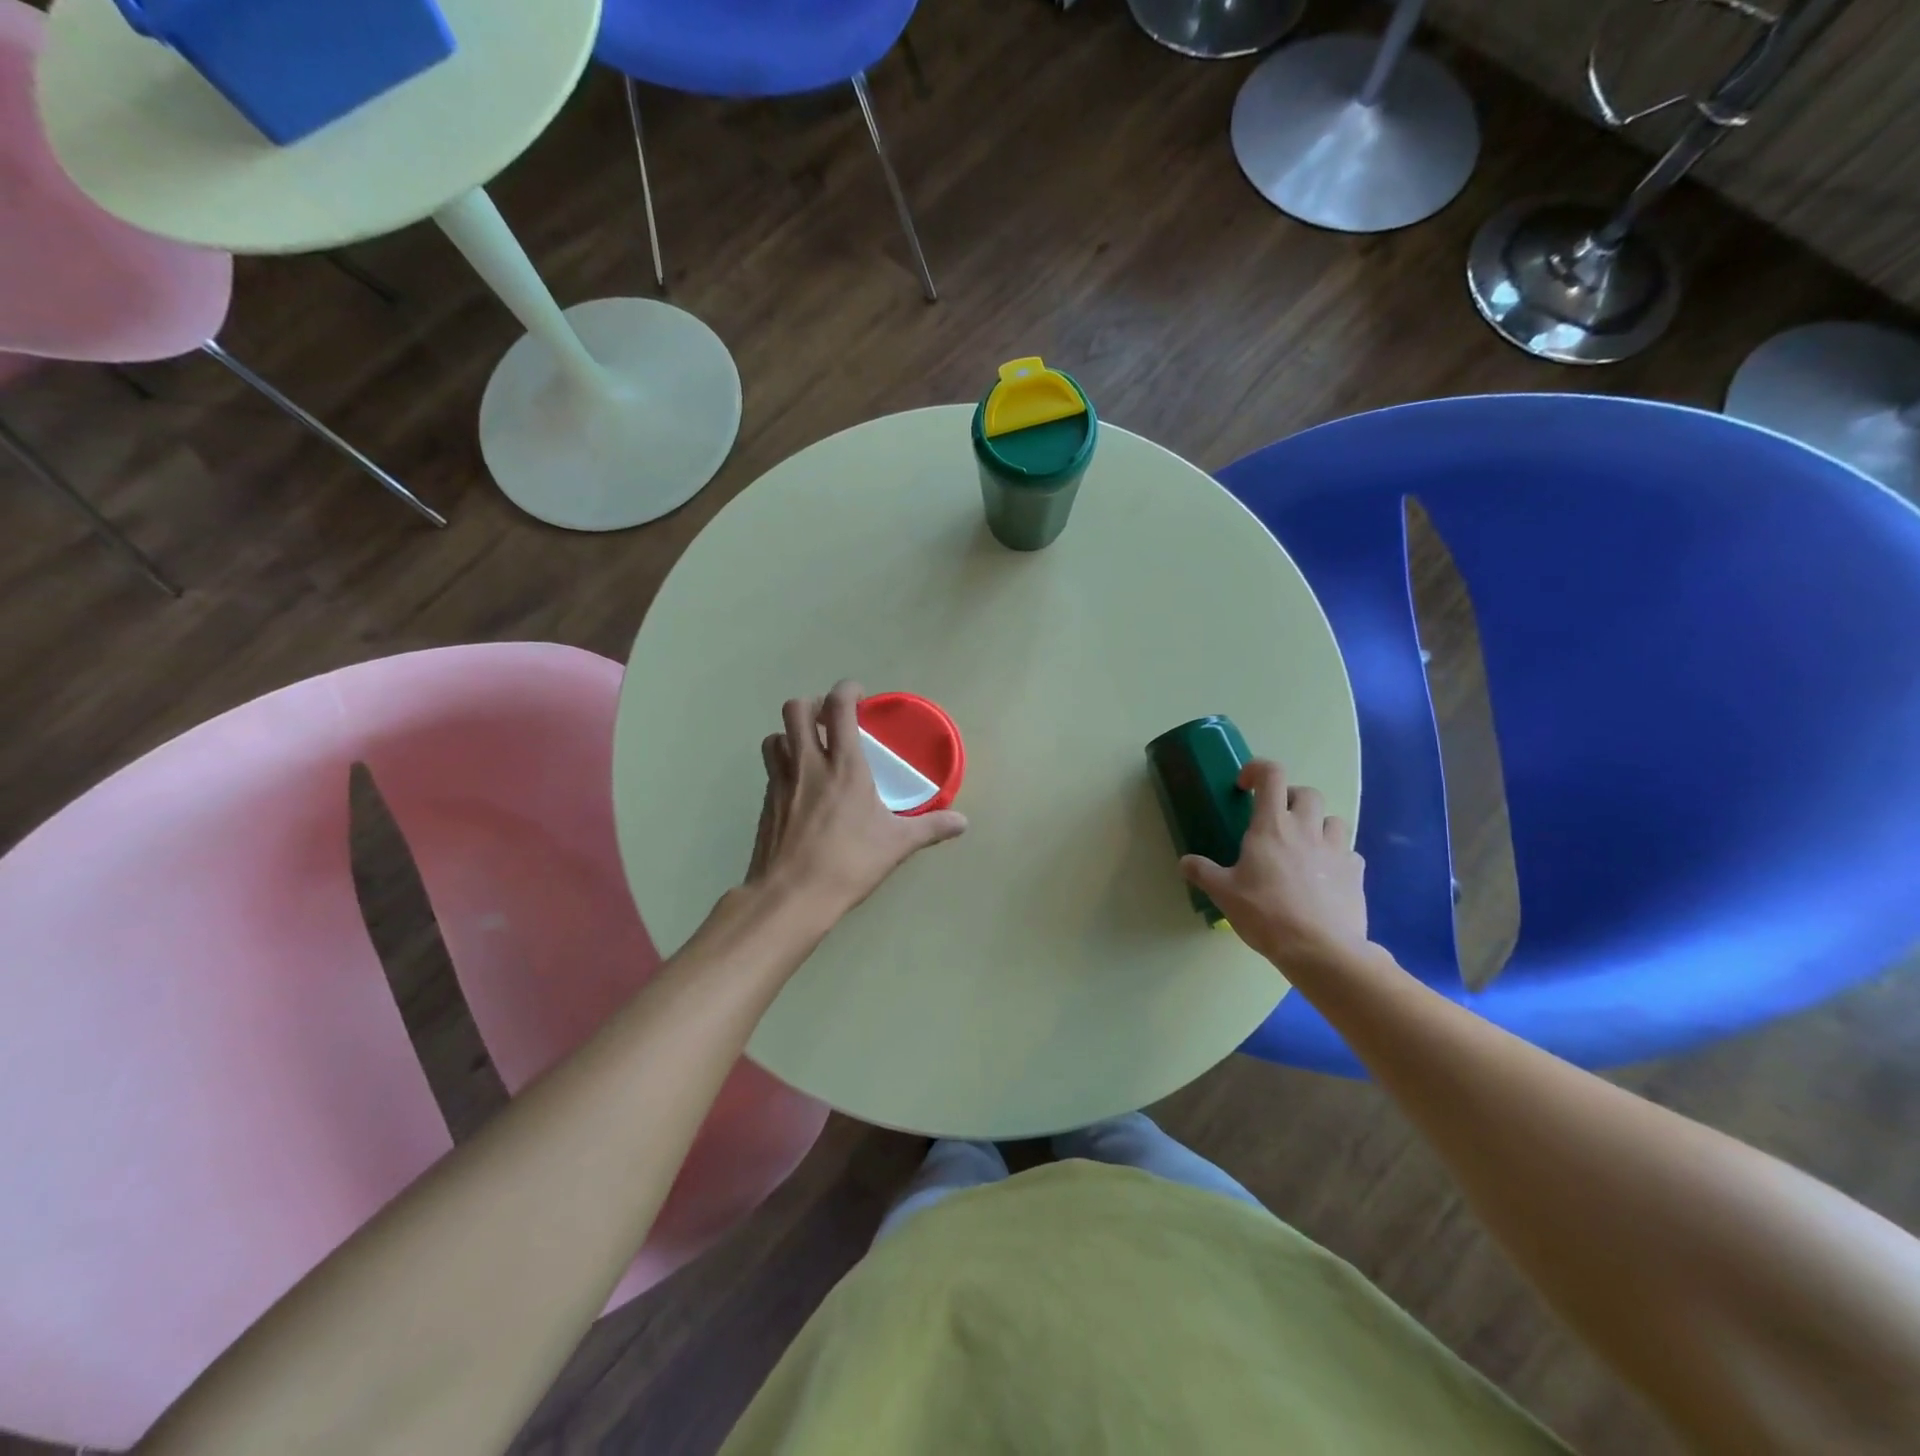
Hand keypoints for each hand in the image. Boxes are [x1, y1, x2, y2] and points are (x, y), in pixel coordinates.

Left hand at [745, 680, 967, 922]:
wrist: (791, 896)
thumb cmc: (849, 863)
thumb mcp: (896, 845)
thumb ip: (930, 828)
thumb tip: (963, 823)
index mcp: (844, 766)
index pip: (838, 706)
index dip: (847, 690)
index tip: (859, 696)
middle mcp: (808, 764)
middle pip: (795, 709)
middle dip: (812, 705)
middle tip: (830, 721)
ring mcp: (781, 782)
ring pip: (775, 736)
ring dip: (791, 734)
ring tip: (811, 750)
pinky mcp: (765, 803)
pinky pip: (770, 768)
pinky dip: (783, 764)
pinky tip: (801, 787)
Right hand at [1181, 760, 1368, 968]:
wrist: (1321, 949)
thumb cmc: (1266, 914)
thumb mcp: (1224, 894)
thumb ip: (1203, 872)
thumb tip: (1185, 862)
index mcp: (1271, 826)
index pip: (1271, 775)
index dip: (1257, 770)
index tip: (1245, 787)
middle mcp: (1306, 828)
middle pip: (1307, 792)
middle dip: (1290, 798)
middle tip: (1275, 819)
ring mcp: (1336, 849)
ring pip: (1333, 819)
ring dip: (1318, 824)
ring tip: (1303, 845)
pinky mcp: (1356, 872)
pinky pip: (1349, 852)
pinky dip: (1337, 855)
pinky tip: (1325, 874)